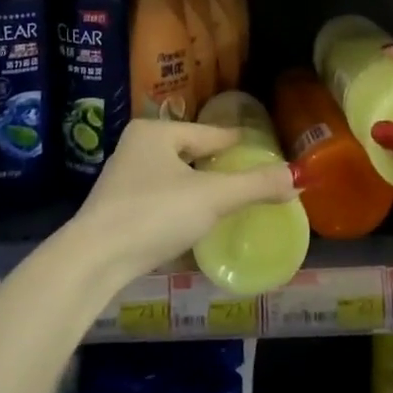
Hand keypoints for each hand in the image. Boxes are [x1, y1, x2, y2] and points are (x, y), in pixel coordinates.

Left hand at [69, 119, 299, 283]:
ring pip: (174, 178)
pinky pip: (160, 200)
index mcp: (156, 131)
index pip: (210, 134)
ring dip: (199, 188)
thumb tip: (299, 176)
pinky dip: (180, 207)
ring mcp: (123, 179)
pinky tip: (195, 222)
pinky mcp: (116, 210)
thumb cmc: (155, 214)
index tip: (262, 151)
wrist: (94, 260)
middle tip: (249, 178)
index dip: (239, 144)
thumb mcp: (213, 198)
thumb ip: (256, 186)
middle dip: (218, 166)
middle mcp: (136, 147)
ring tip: (227, 200)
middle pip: (191, 153)